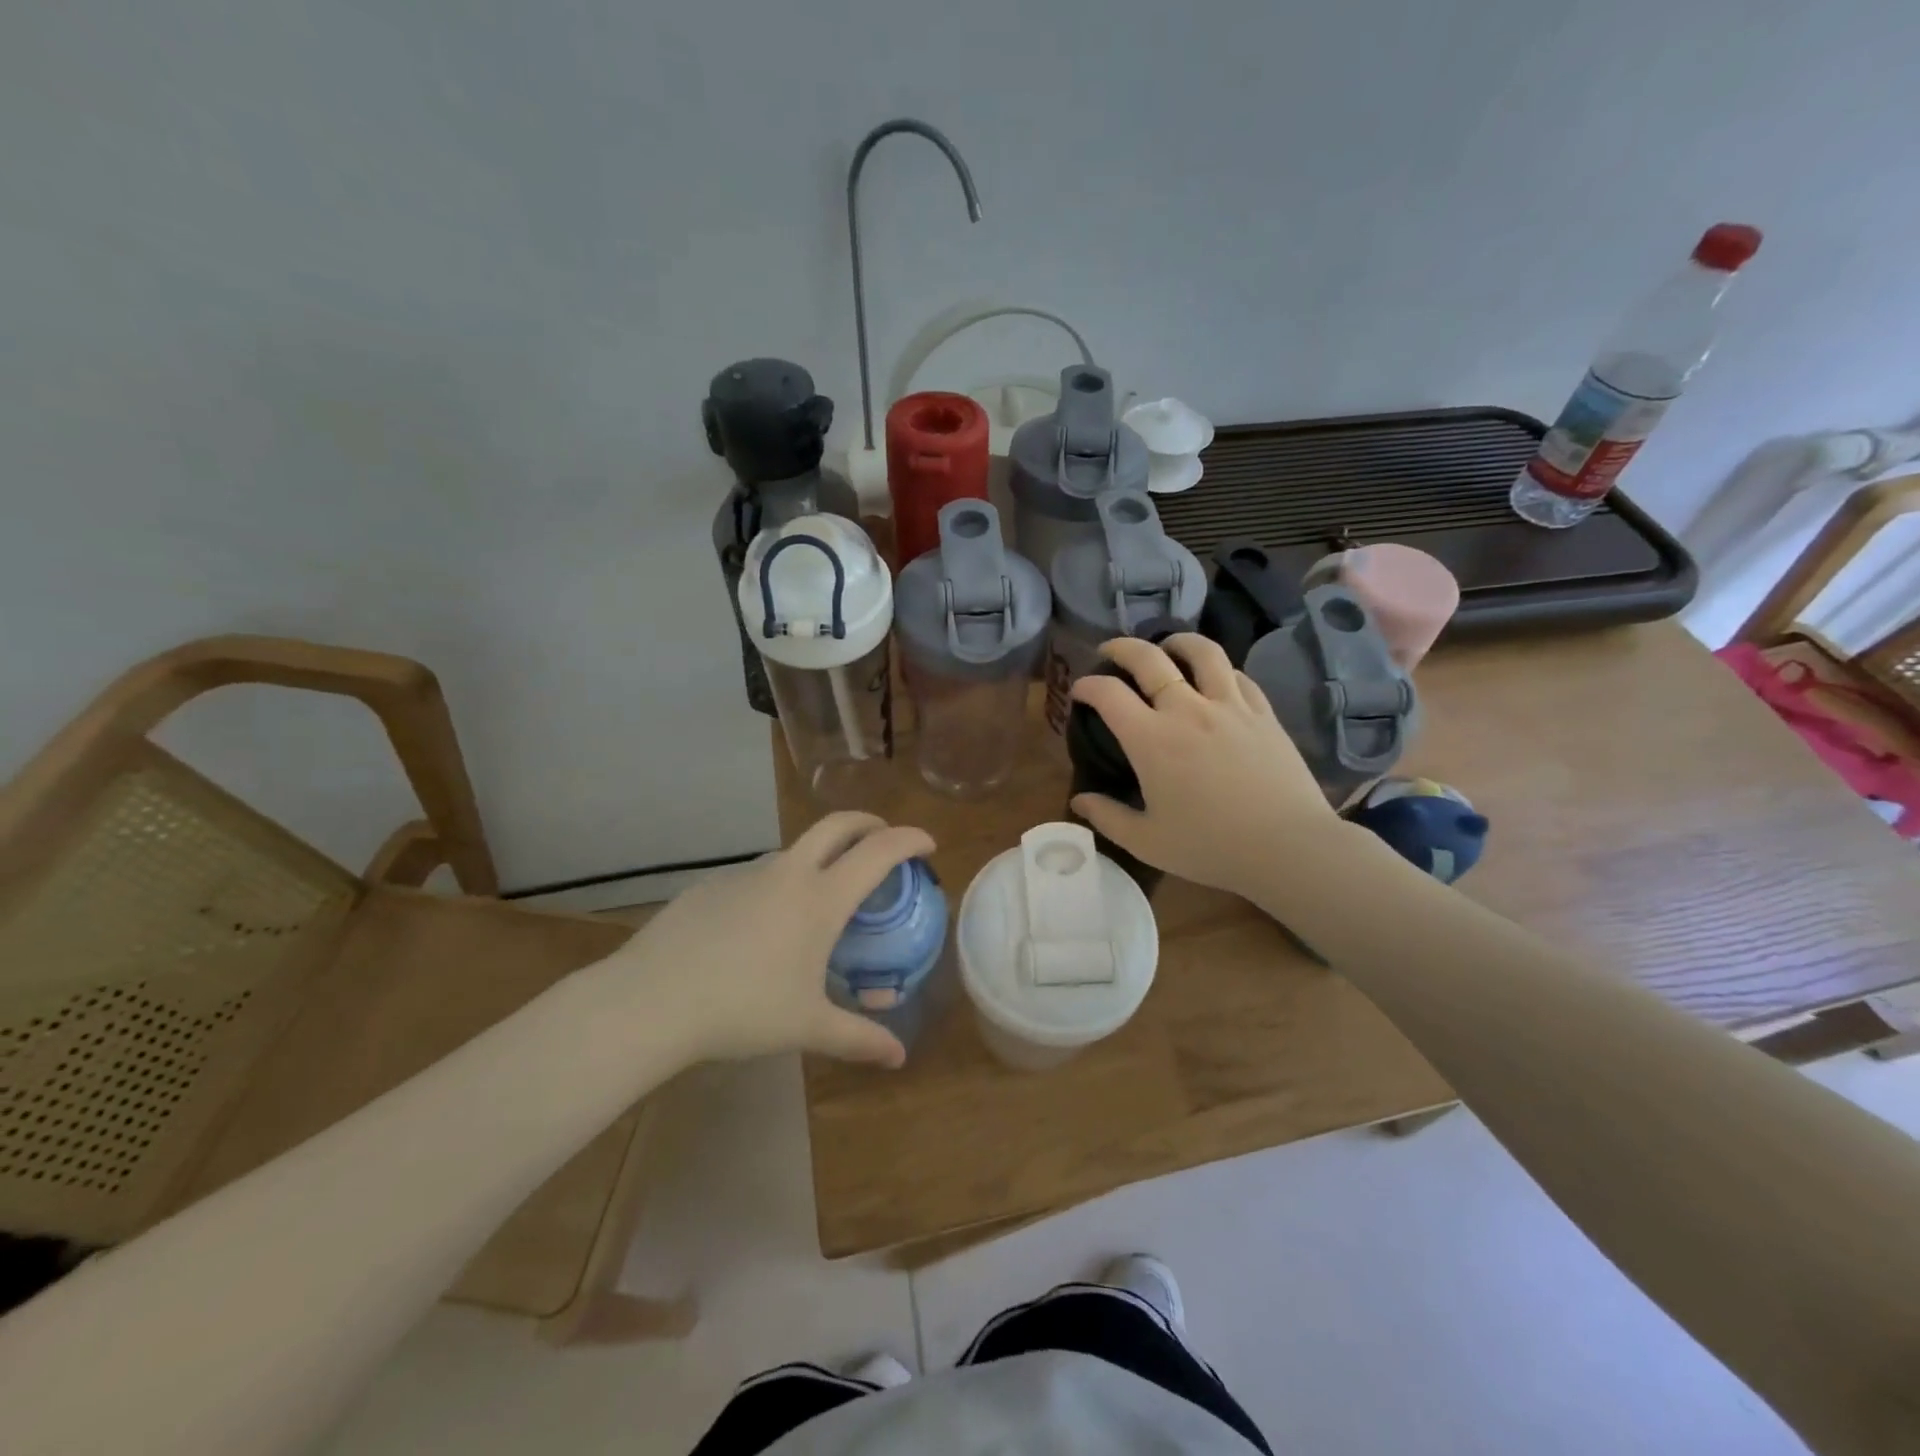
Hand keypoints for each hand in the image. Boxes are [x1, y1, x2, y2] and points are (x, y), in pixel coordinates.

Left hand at [607, 813, 934, 1069]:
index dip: (909, 840)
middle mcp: (788, 872)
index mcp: (821, 898)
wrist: (652, 1000)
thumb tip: (898, 1058)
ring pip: (794, 850)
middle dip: (868, 823)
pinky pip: (756, 877)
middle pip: (837, 825)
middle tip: (882, 839)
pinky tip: (760, 928)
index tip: (927, 845)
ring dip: (819, 857)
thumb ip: (858, 1038)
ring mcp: (745, 874)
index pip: (878, 851)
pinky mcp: (710, 886)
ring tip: (821, 896)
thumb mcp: (808, 1026)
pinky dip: (776, 885)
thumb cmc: (743, 1009)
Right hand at [1069, 634, 1340, 900]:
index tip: (1079, 690)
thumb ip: (1107, 817)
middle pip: (1149, 658)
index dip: (1086, 685)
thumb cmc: (1210, 847)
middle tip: (1109, 651)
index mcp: (1151, 740)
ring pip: (1201, 652)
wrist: (1287, 847)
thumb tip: (1078, 801)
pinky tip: (1215, 678)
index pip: (1108, 693)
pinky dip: (1219, 669)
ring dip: (1177, 642)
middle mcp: (1187, 710)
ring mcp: (1229, 706)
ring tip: (1167, 647)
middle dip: (1121, 648)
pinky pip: (1238, 675)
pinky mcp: (1263, 713)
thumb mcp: (1147, 841)